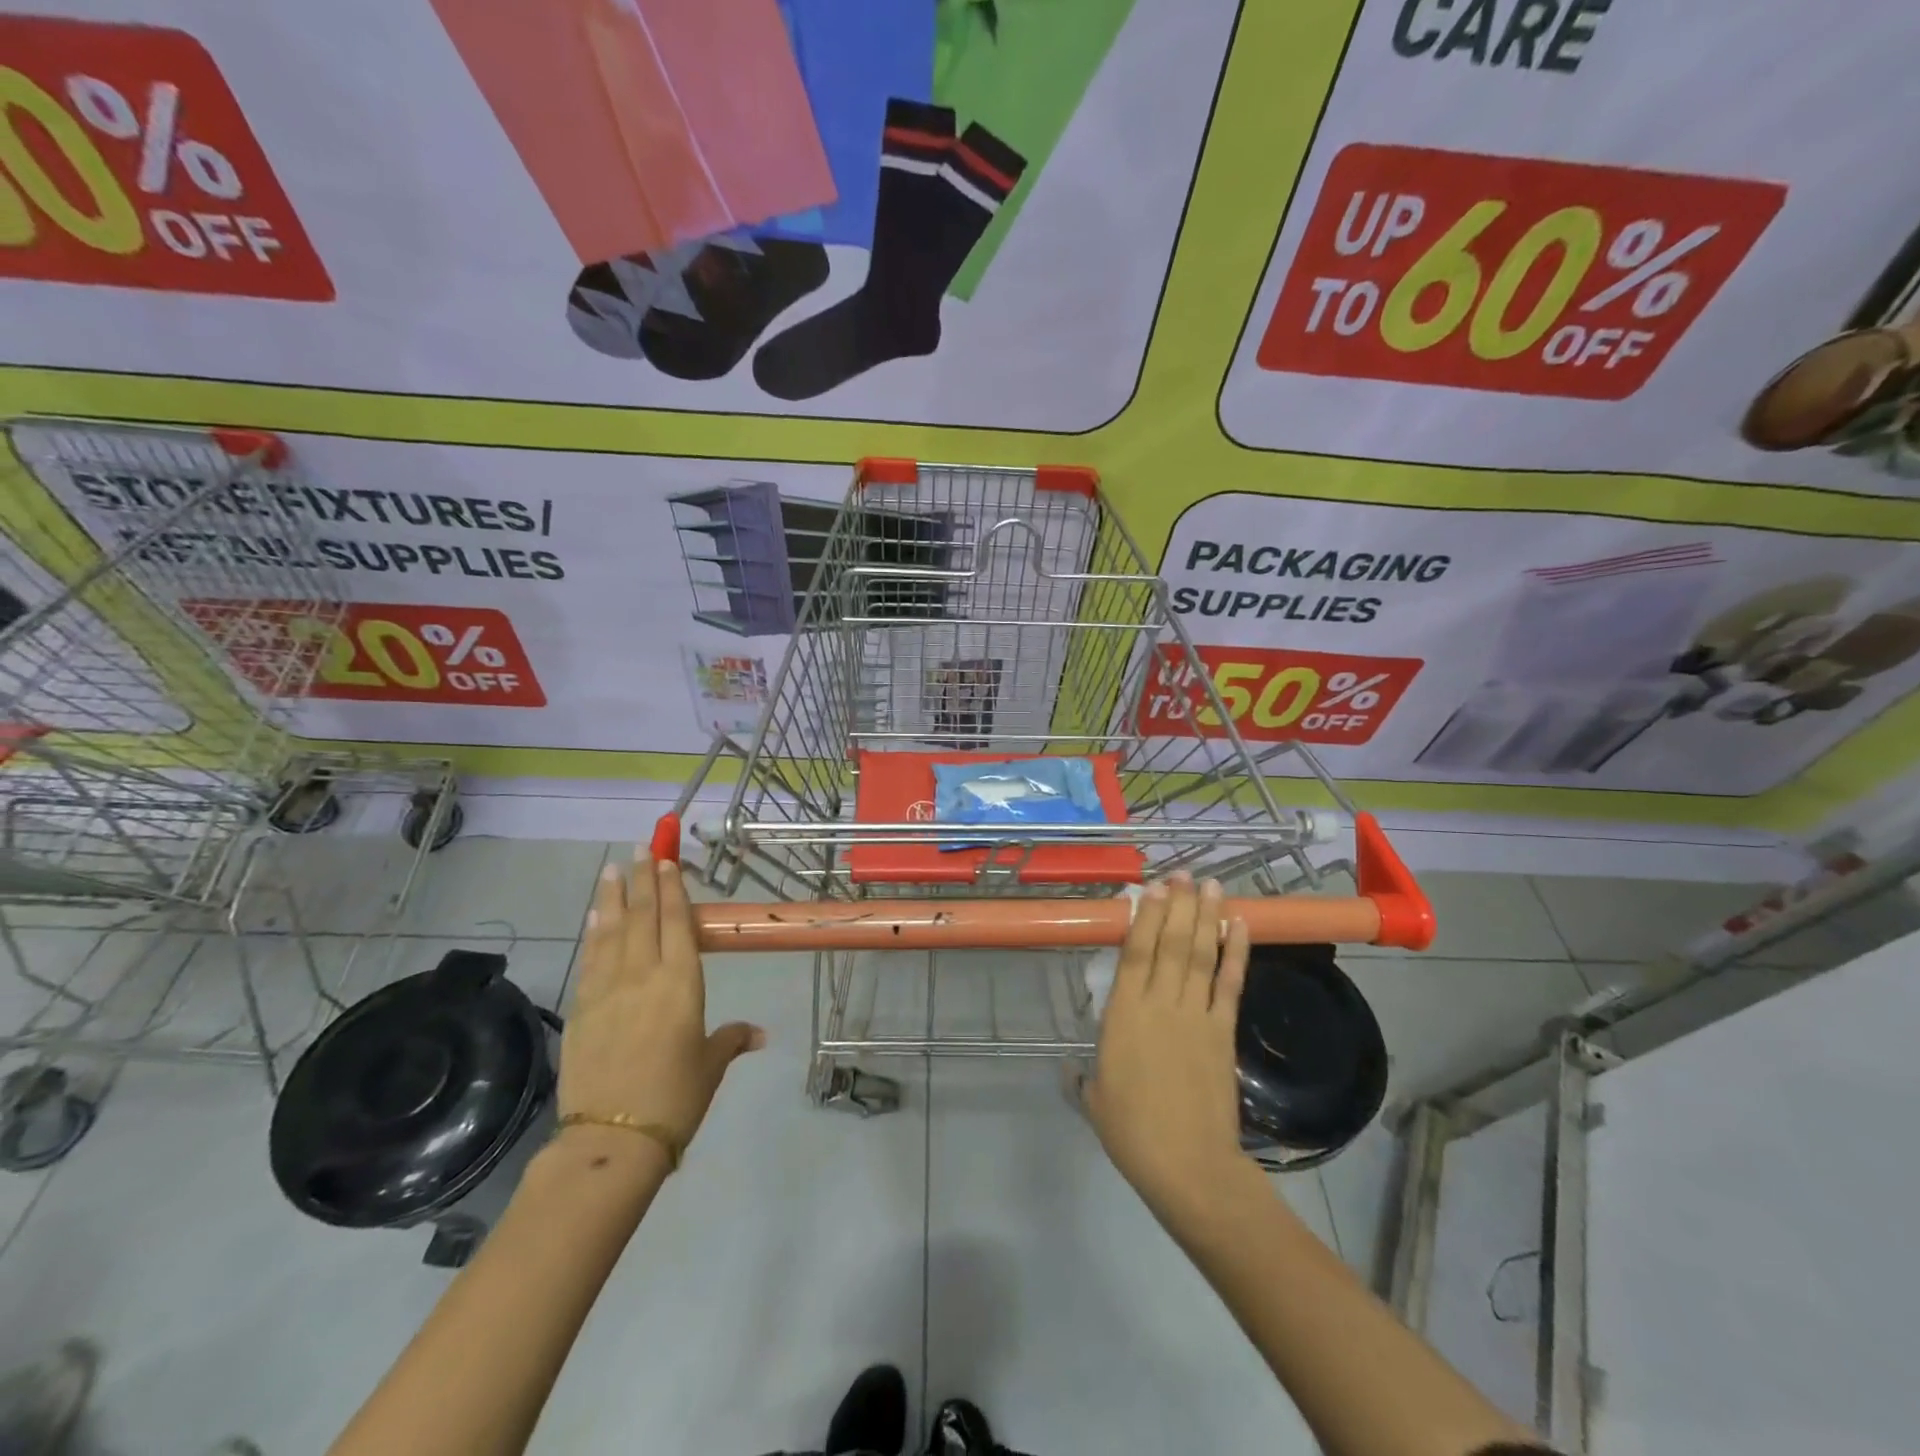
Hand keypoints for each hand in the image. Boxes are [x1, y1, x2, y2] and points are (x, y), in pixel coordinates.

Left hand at [560, 850, 763, 1165]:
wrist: (612, 1139)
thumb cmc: (675, 1098)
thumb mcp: (710, 1065)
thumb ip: (732, 1039)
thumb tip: (760, 1033)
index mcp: (682, 983)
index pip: (677, 923)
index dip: (672, 889)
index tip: (667, 861)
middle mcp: (644, 975)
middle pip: (642, 917)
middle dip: (642, 880)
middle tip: (640, 849)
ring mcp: (607, 990)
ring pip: (611, 931)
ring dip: (612, 897)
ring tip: (612, 869)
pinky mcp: (581, 1009)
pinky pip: (590, 959)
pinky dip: (593, 933)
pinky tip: (593, 917)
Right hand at [1086, 875, 1250, 1216]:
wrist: (1188, 1165)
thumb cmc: (1132, 1131)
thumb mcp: (1095, 1098)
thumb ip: (1083, 1077)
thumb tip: (1071, 1071)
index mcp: (1123, 1015)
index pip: (1135, 953)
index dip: (1144, 916)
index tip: (1152, 888)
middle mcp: (1160, 1004)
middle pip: (1170, 943)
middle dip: (1178, 904)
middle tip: (1184, 874)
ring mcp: (1195, 1015)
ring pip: (1200, 954)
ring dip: (1205, 917)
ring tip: (1211, 885)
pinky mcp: (1222, 1031)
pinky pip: (1229, 984)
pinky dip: (1235, 952)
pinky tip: (1239, 926)